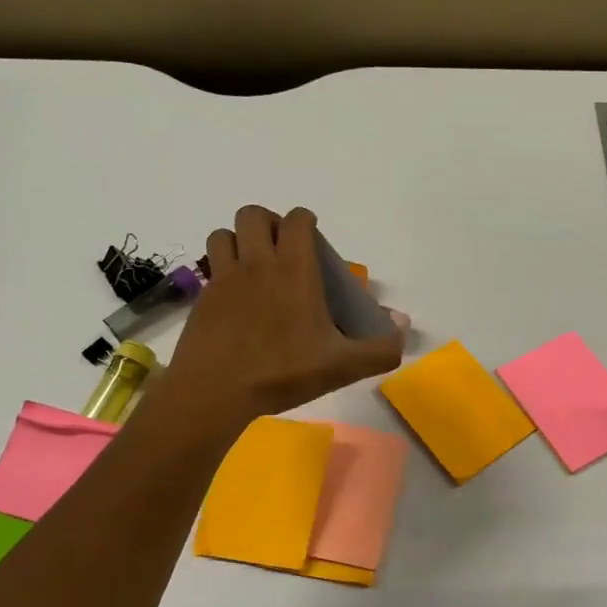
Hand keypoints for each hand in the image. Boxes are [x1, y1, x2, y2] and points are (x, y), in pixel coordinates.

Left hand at [166, 205, 406, 419]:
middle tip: (281, 251)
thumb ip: (380, 349)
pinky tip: (234, 299)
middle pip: (253, 215)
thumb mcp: (342, 366)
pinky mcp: (202, 299)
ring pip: (224, 235)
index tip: (314, 242)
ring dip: (239, 241)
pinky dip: (222, 270)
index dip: (306, 222)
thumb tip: (404, 330)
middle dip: (269, 223)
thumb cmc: (283, 373)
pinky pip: (210, 267)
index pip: (297, 220)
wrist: (215, 392)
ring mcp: (224, 279)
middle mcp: (257, 264)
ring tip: (253, 267)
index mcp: (294, 271)